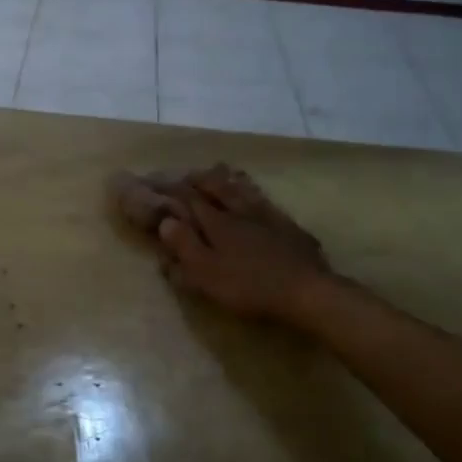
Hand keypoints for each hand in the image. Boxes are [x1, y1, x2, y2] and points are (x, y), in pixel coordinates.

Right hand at [153, 165, 337, 327]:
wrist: (306, 291)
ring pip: (242, 190)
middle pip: (216, 188)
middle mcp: (240, 212)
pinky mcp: (288, 226)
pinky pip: (265, 201)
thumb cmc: (248, 286)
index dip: (171, 190)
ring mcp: (267, 216)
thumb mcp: (206, 273)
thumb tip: (166, 221)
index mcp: (217, 223)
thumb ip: (184, 246)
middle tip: (186, 174)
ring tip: (217, 171)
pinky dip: (253, 192)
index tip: (156, 183)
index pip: (190, 200)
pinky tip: (254, 193)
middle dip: (198, 180)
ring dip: (226, 180)